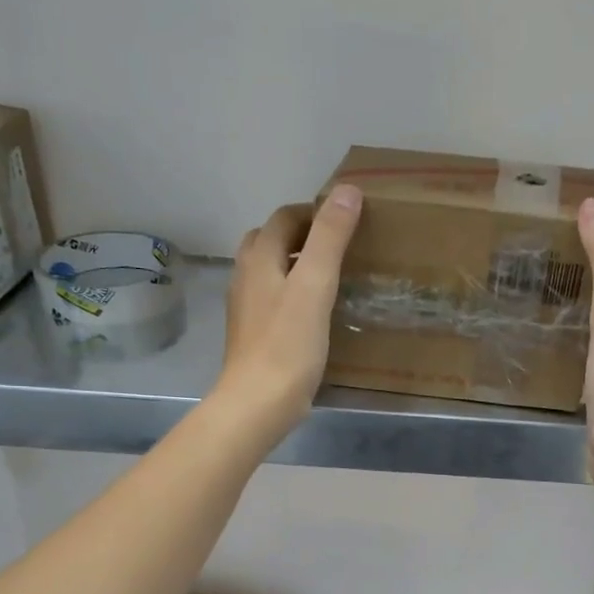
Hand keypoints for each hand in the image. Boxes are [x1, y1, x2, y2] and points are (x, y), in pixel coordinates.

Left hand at [218, 185, 361, 441]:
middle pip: (269, 241)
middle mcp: (246, 277)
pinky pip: (273, 300)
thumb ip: (330, 238)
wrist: (257, 403)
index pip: (284, 217)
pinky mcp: (254, 335)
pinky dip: (292, 293)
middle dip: (301, 236)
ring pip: (269, 271)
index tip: (347, 220)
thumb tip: (348, 190)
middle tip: (339, 247)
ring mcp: (246, 308)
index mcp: (258, 258)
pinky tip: (315, 312)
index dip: (314, 212)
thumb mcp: (315, 285)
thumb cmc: (288, 344)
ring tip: (330, 276)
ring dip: (295, 264)